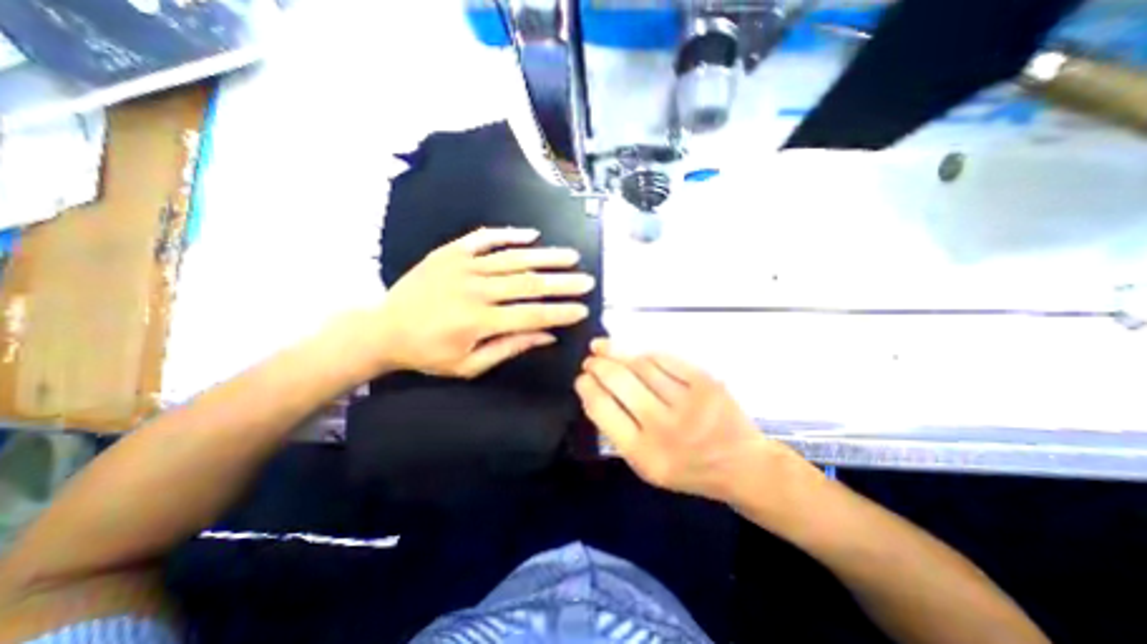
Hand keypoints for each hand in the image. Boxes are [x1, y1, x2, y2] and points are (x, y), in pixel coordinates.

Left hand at [376, 226, 589, 377]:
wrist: (383, 328)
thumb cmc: (428, 353)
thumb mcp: (468, 365)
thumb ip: (509, 348)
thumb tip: (546, 335)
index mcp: (479, 321)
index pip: (531, 315)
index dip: (560, 313)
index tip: (582, 309)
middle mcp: (475, 289)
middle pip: (528, 284)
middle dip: (562, 283)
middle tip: (587, 279)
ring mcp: (462, 266)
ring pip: (513, 258)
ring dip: (545, 256)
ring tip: (570, 255)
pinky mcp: (450, 252)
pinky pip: (484, 238)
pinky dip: (509, 234)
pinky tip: (531, 234)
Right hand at [574, 339, 798, 503]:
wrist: (741, 465)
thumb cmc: (688, 469)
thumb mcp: (646, 464)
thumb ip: (619, 430)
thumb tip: (596, 388)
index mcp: (644, 455)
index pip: (602, 409)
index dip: (587, 387)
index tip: (582, 378)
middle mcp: (665, 428)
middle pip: (619, 381)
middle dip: (598, 364)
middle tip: (591, 358)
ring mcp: (689, 403)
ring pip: (642, 365)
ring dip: (619, 354)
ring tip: (607, 350)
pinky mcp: (707, 383)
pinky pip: (666, 359)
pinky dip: (647, 354)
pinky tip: (638, 354)